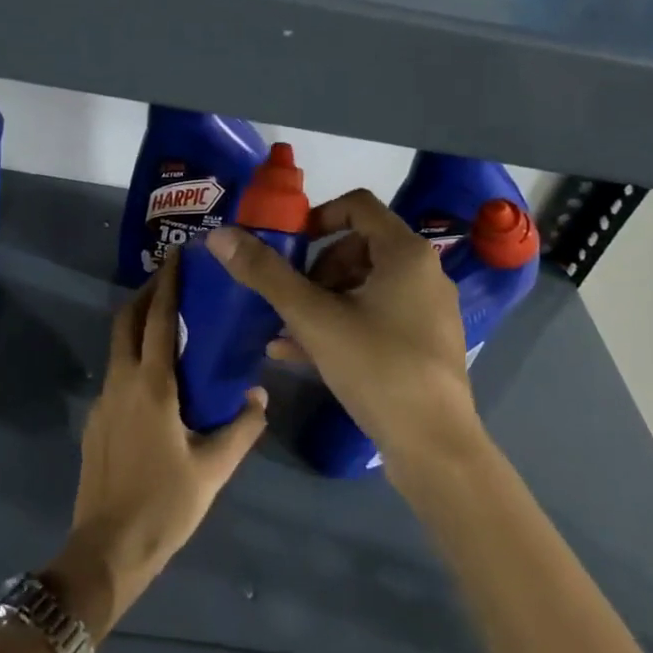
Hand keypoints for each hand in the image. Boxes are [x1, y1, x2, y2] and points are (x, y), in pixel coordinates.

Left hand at [52, 254, 265, 633]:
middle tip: (171, 280)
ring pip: (118, 346)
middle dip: (146, 294)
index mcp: (151, 386)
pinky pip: (116, 373)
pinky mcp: (95, 421)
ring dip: (139, 324)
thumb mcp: (213, 469)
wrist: (106, 548)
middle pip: (127, 321)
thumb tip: (258, 395)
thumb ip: (241, 428)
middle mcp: (121, 382)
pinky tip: (157, 378)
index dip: (168, 285)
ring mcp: (103, 401)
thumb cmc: (165, 506)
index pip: (159, 319)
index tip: (178, 257)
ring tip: (169, 323)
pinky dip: (134, 356)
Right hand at [205, 190, 483, 469]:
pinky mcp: (423, 344)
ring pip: (363, 286)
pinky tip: (296, 352)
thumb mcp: (312, 318)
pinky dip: (339, 323)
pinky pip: (375, 317)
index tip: (287, 245)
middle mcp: (423, 274)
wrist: (433, 447)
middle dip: (314, 267)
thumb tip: (219, 235)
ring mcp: (427, 311)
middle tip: (288, 293)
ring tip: (285, 327)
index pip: (357, 205)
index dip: (316, 217)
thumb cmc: (376, 367)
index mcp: (405, 254)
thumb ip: (266, 274)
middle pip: (358, 246)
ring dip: (320, 299)